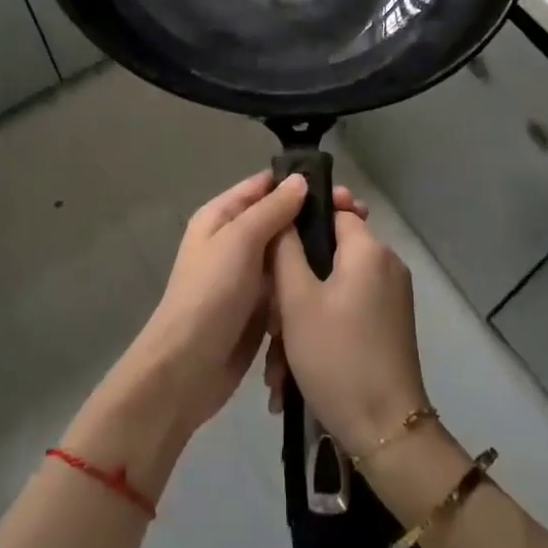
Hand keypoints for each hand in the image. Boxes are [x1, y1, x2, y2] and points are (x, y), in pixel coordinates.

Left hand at [112, 172, 366, 436]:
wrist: (189, 367)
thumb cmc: (212, 293)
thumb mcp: (240, 241)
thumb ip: (271, 209)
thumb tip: (299, 179)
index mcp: (222, 217)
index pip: (264, 187)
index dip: (300, 184)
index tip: (341, 190)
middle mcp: (235, 241)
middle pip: (281, 219)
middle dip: (315, 218)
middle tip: (359, 217)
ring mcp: (248, 275)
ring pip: (289, 253)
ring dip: (317, 251)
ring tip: (358, 247)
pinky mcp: (261, 307)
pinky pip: (289, 285)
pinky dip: (308, 282)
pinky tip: (341, 279)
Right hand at [266, 207, 430, 454]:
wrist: (385, 430)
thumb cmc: (336, 356)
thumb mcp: (297, 300)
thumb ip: (285, 249)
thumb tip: (286, 212)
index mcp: (369, 249)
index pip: (335, 210)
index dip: (302, 219)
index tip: (273, 240)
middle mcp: (386, 265)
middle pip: (330, 254)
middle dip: (294, 284)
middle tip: (270, 320)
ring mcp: (390, 298)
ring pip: (332, 289)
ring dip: (301, 318)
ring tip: (277, 364)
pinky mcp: (389, 326)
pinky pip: (346, 312)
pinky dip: (320, 332)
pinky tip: (293, 374)